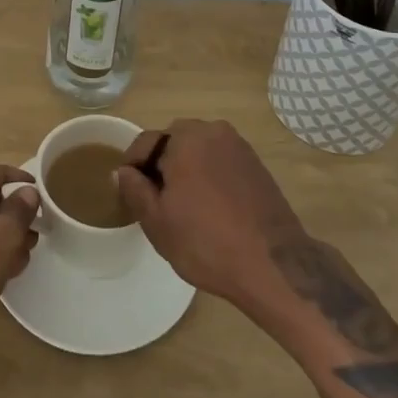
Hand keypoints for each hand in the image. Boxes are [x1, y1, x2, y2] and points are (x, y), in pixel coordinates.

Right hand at [113, 120, 306, 316]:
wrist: (274, 265)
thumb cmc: (206, 242)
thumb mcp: (157, 221)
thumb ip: (134, 189)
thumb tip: (123, 171)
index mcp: (184, 138)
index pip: (146, 142)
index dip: (132, 167)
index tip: (129, 192)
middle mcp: (212, 131)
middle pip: (174, 142)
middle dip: (161, 165)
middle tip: (157, 201)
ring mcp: (239, 146)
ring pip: (199, 151)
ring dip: (188, 169)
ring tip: (185, 206)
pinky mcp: (257, 164)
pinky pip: (221, 162)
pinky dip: (211, 176)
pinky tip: (212, 208)